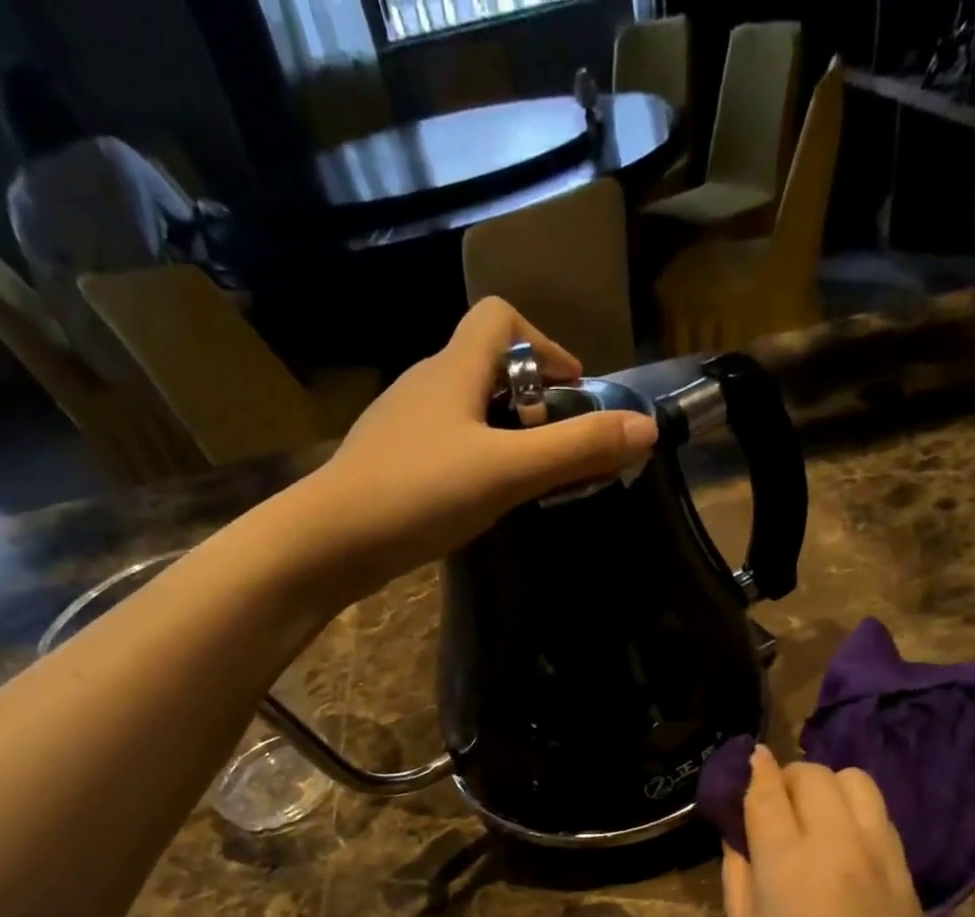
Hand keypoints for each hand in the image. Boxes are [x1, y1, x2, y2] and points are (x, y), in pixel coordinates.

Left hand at [308, 298, 656, 584]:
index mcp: (452, 368)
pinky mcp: (390, 461)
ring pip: (465, 408)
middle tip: (557, 448)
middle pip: (487, 365)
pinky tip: (480, 498)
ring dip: (504, 432)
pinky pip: (445, 442)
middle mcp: (424, 383)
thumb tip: (645, 428)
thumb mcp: (509, 471)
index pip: (500, 317)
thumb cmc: (421, 492)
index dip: (545, 343)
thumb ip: (576, 448)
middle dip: (532, 398)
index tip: (571, 391)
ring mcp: (401, 424)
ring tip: (526, 479)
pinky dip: (475, 457)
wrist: (330, 541)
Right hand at [721, 746, 964, 916]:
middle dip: (788, 777)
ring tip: (812, 816)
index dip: (753, 771)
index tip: (747, 760)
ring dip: (827, 785)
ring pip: (856, 781)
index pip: (768, 793)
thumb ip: (737, 882)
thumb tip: (739, 841)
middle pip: (814, 775)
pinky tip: (842, 842)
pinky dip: (855, 809)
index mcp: (789, 866)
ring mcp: (880, 856)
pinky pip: (880, 814)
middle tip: (773, 805)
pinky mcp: (907, 872)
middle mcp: (838, 845)